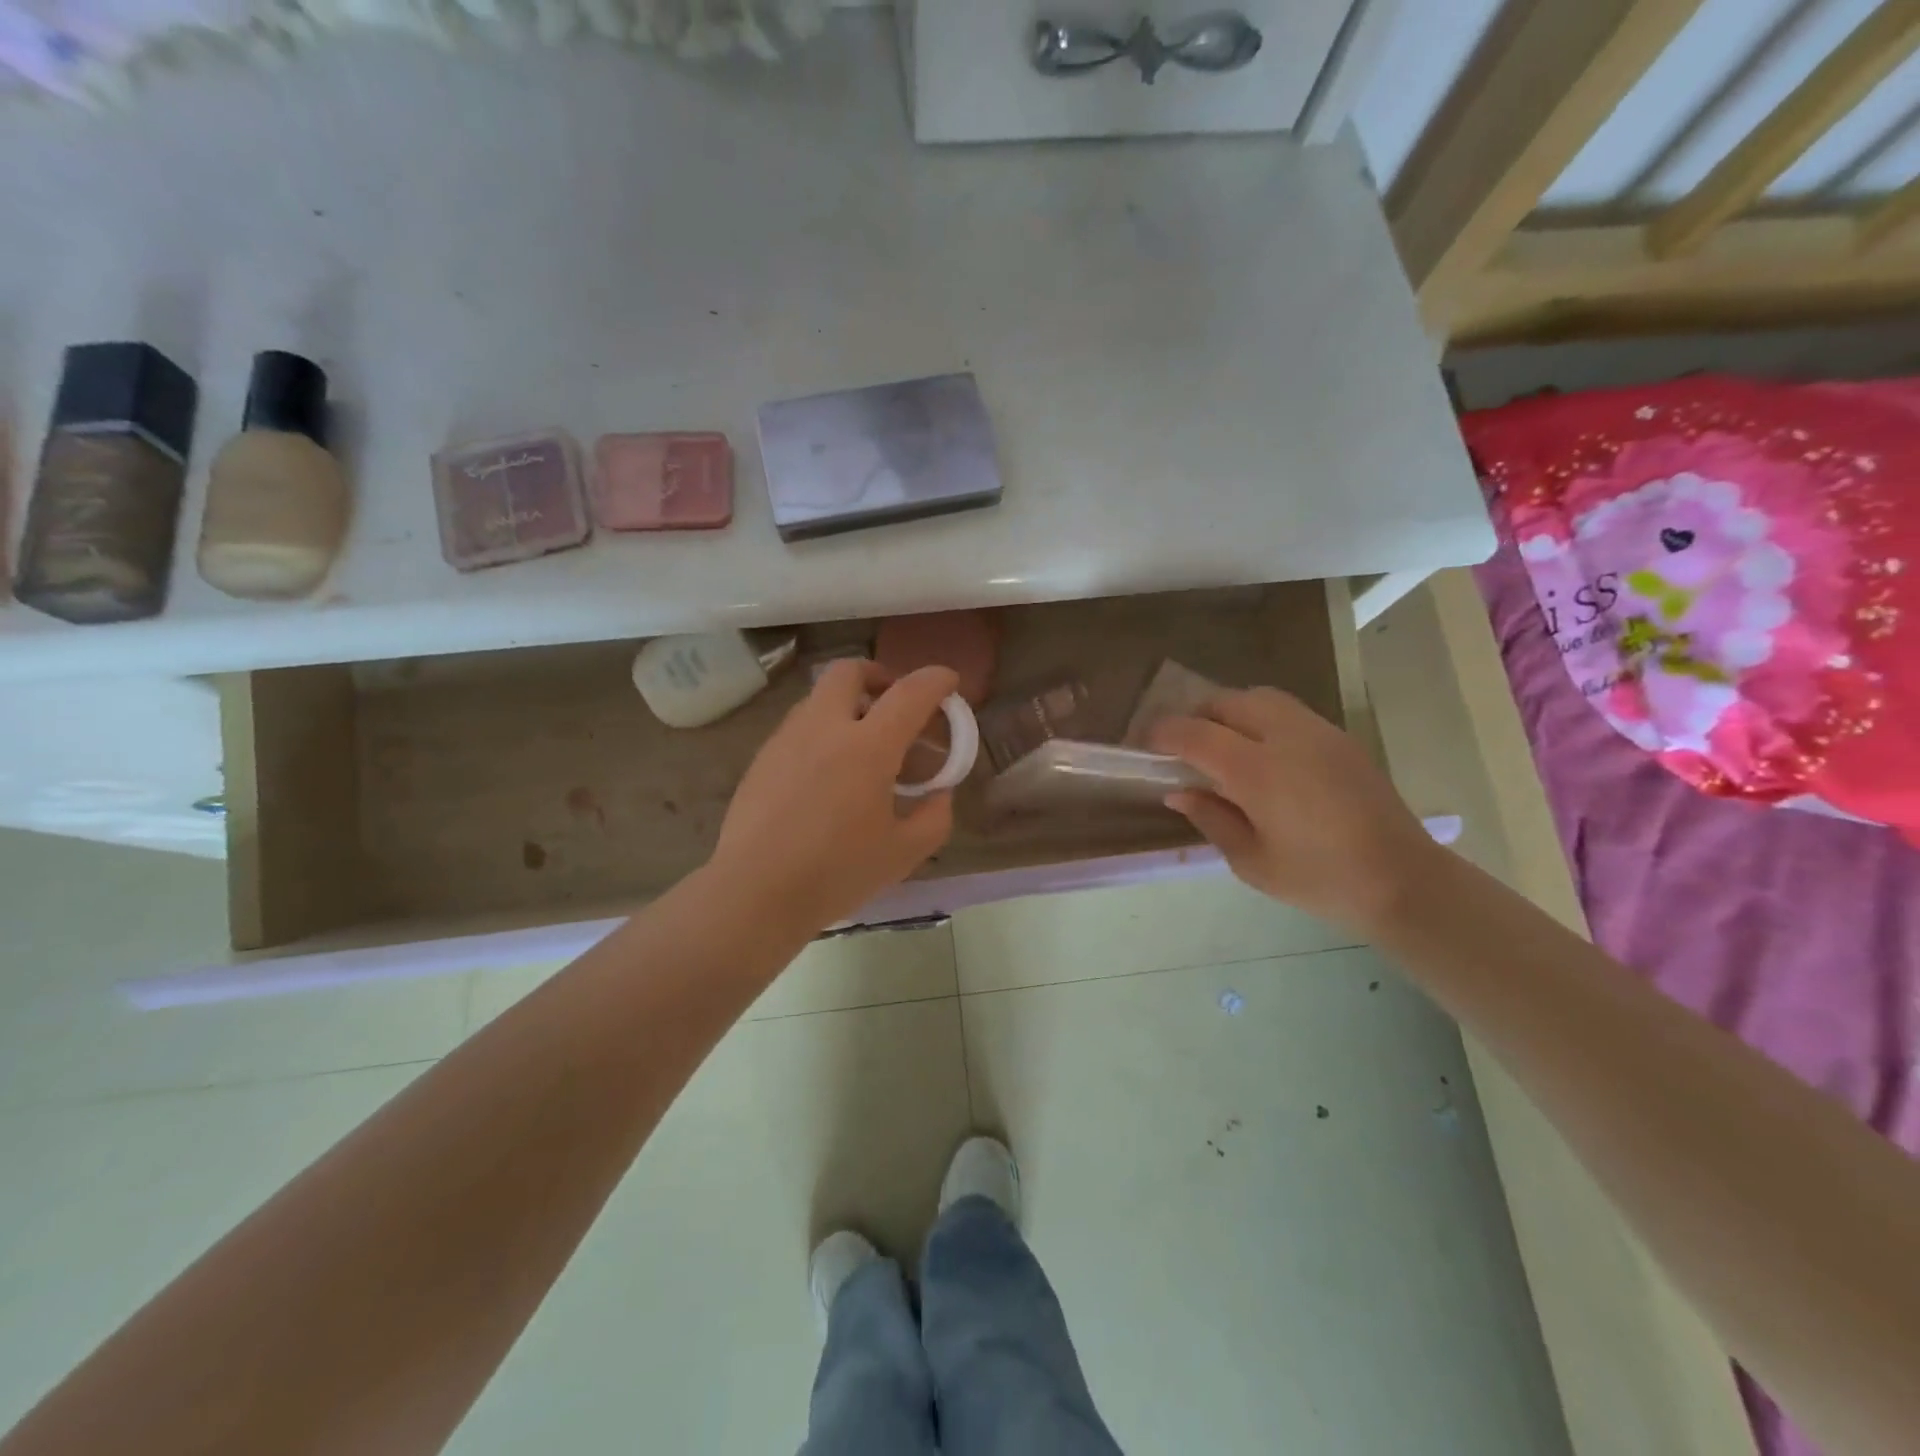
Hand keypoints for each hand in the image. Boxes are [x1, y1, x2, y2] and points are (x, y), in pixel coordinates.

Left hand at [709, 660, 958, 929]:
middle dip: (878, 675)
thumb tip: (940, 794)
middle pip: (850, 672)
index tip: (948, 681)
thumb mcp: (903, 854)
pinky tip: (826, 773)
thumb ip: (934, 817)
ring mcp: (787, 739)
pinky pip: (799, 726)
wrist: (755, 892)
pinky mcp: (762, 758)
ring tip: (861, 742)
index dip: (935, 680)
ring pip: (819, 697)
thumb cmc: (836, 873)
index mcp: (868, 747)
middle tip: (893, 701)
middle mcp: (825, 728)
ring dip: (847, 703)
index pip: (909, 693)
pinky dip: (822, 730)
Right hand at [1150, 687, 1436, 932]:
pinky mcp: (1339, 738)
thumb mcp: (1251, 862)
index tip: (1145, 746)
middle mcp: (1287, 737)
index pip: (1196, 734)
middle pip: (1227, 702)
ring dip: (1229, 712)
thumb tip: (1179, 790)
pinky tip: (1261, 754)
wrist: (1403, 882)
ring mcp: (1318, 732)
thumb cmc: (1319, 880)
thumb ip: (1210, 818)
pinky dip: (1259, 718)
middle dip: (1195, 717)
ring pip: (1259, 698)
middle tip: (1182, 747)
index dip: (1163, 734)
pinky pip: (1286, 711)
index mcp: (1259, 772)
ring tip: (1221, 745)